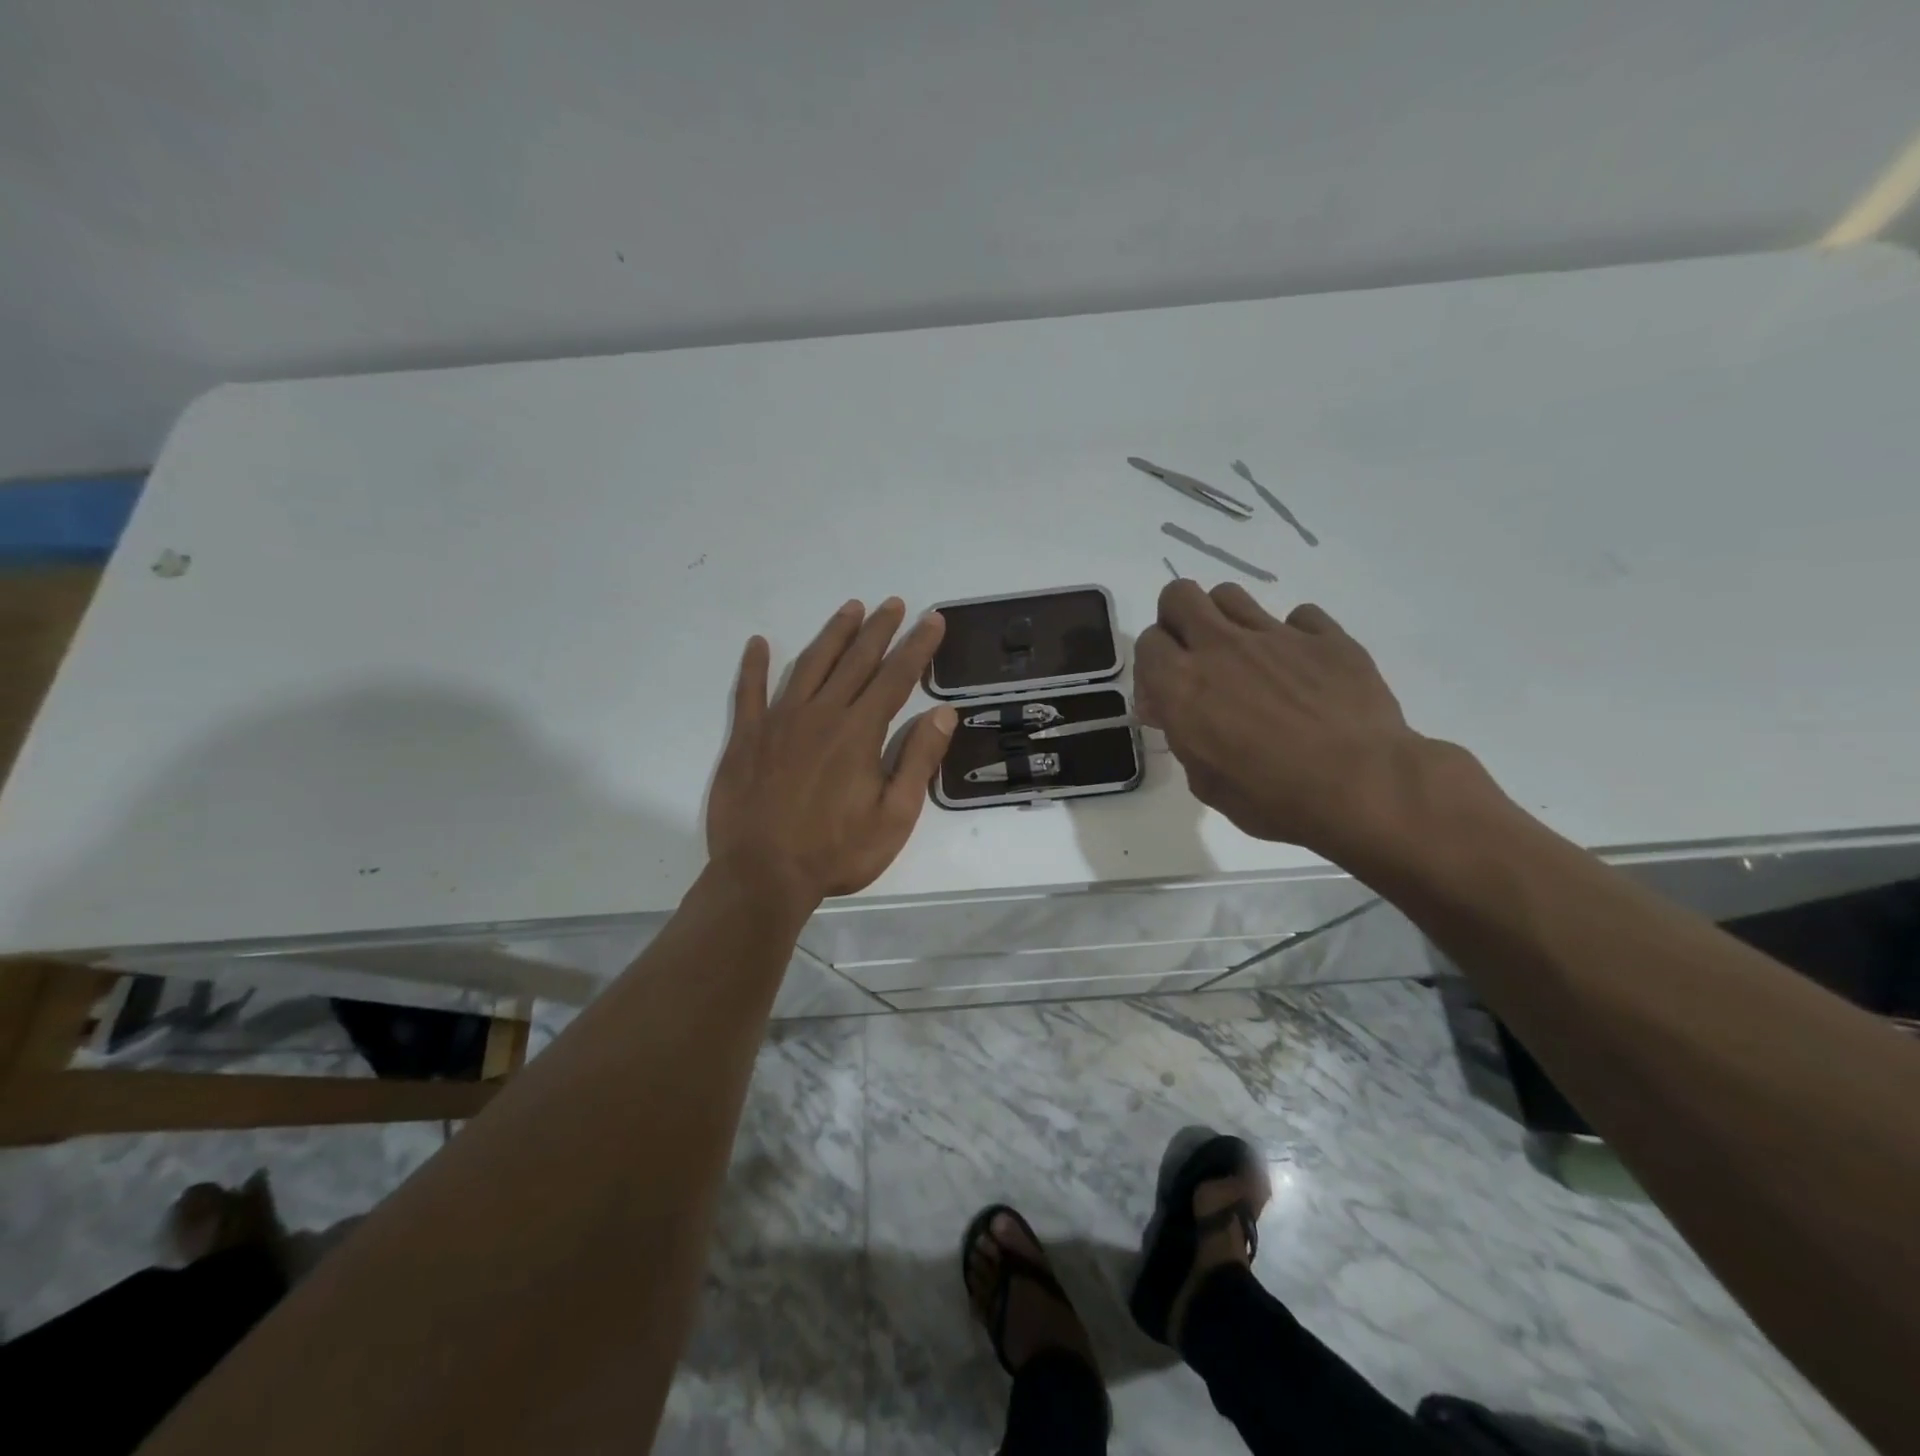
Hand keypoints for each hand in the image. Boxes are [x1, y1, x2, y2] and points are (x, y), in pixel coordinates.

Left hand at [706, 598, 956, 907]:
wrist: (762, 876)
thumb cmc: (836, 852)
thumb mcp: (894, 817)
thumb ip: (917, 761)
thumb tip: (943, 714)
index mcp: (859, 733)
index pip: (895, 677)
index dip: (917, 646)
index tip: (931, 620)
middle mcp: (821, 714)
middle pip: (855, 661)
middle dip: (879, 629)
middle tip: (893, 603)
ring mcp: (779, 722)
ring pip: (810, 665)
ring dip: (833, 635)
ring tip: (850, 609)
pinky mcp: (747, 737)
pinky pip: (749, 692)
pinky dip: (753, 666)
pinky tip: (758, 643)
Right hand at [1134, 580, 1436, 857]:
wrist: (1362, 787)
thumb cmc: (1273, 799)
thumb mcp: (1205, 782)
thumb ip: (1182, 736)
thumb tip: (1169, 710)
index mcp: (1182, 684)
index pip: (1147, 642)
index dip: (1153, 664)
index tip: (1167, 690)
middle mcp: (1220, 647)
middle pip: (1179, 596)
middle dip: (1178, 620)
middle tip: (1195, 655)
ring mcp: (1274, 635)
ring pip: (1230, 595)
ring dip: (1226, 619)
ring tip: (1244, 656)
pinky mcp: (1324, 635)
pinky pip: (1298, 616)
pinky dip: (1293, 636)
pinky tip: (1301, 667)